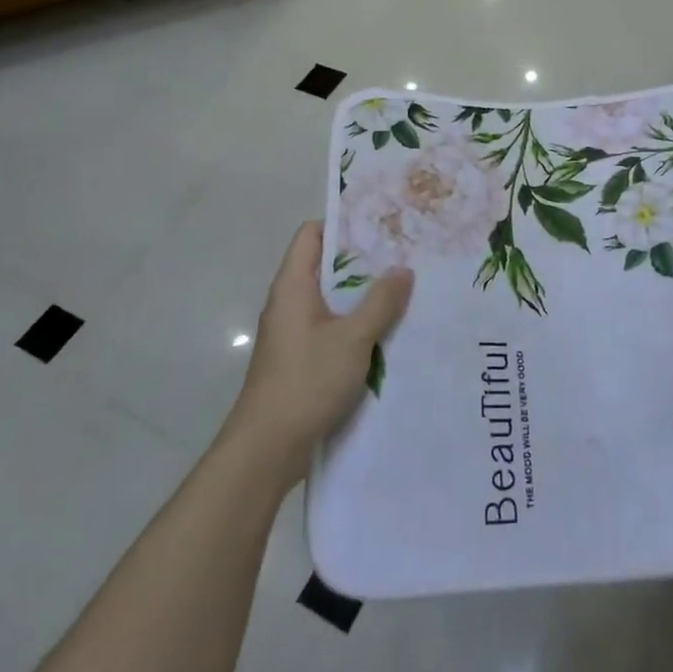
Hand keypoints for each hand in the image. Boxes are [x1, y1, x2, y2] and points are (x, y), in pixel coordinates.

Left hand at [221, 222, 412, 483]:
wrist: (267, 449)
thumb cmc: (306, 381)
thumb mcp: (353, 338)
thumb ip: (381, 302)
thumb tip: (403, 269)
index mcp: (293, 286)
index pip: (312, 234)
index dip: (343, 223)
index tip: (381, 223)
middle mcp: (290, 302)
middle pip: (326, 266)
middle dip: (364, 260)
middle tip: (405, 253)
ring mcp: (294, 332)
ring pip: (332, 299)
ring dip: (364, 295)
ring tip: (405, 287)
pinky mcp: (302, 358)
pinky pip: (333, 327)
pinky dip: (357, 323)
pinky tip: (388, 330)